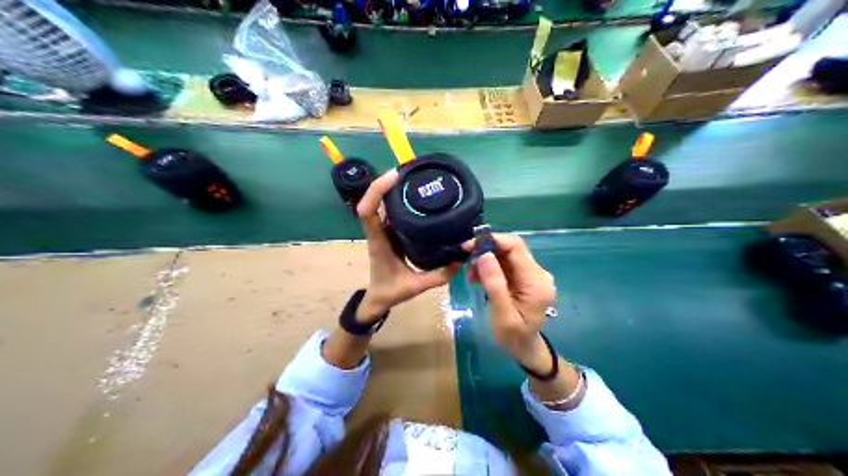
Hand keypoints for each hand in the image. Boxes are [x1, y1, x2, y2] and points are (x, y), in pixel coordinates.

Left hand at [354, 169, 460, 322]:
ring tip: (411, 178)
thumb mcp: (415, 287)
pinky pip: (389, 212)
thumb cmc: (390, 292)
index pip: (368, 212)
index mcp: (379, 243)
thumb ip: (438, 276)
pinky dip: (396, 200)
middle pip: (371, 202)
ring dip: (390, 189)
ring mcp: (381, 232)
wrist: (377, 299)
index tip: (394, 176)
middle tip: (408, 171)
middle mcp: (377, 233)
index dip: (377, 191)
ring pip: (379, 205)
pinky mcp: (388, 233)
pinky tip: (413, 196)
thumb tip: (460, 261)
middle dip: (385, 182)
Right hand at [464, 237, 556, 372]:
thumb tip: (484, 254)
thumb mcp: (501, 315)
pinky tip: (478, 278)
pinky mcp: (524, 278)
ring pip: (506, 255)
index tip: (469, 246)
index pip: (516, 248)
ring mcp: (532, 275)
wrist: (523, 349)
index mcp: (536, 282)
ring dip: (486, 260)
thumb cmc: (512, 337)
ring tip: (471, 275)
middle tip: (467, 263)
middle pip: (511, 249)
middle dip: (486, 251)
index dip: (492, 241)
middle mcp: (538, 273)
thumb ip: (495, 284)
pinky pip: (506, 264)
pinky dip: (490, 267)